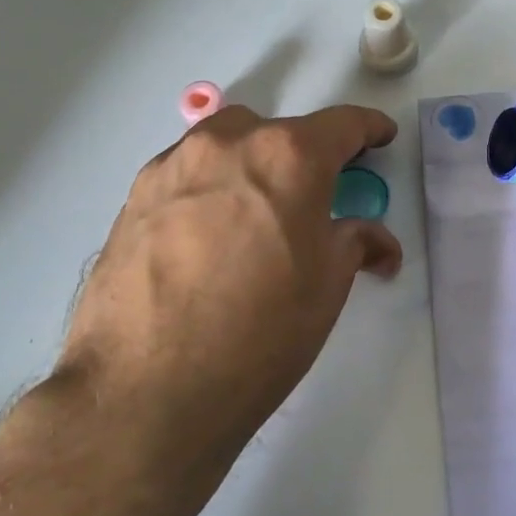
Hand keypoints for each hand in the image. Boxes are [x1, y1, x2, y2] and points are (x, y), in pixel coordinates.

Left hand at [60, 104, 401, 480]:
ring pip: (225, 144)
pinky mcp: (134, 196)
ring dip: (251, 164)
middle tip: (313, 197)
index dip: (369, 129)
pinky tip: (207, 235)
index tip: (381, 136)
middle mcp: (229, 144)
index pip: (342, 125)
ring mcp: (173, 166)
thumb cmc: (260, 332)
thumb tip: (375, 241)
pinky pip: (186, 173)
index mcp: (288, 157)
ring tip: (255, 214)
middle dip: (303, 154)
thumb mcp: (327, 286)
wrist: (146, 391)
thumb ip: (354, 243)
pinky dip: (209, 187)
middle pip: (278, 131)